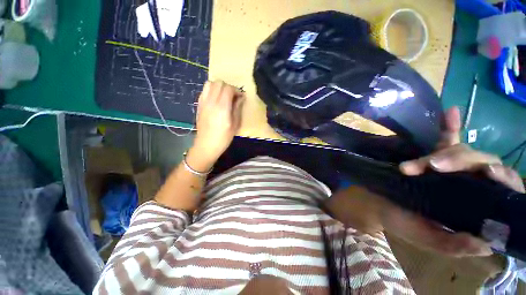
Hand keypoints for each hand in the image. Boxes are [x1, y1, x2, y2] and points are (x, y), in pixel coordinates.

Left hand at [189, 81, 244, 170]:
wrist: (206, 145)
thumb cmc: (223, 137)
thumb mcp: (235, 124)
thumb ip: (238, 108)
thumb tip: (240, 98)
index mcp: (222, 107)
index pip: (228, 88)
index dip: (236, 90)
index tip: (241, 97)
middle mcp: (211, 101)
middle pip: (219, 83)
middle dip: (228, 87)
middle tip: (233, 96)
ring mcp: (203, 102)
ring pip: (210, 83)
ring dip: (219, 87)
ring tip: (224, 96)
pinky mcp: (199, 105)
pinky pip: (204, 90)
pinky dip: (211, 90)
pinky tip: (216, 100)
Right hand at [382, 107, 524, 256]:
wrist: (375, 202)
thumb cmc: (399, 221)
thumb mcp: (425, 238)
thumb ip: (452, 245)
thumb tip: (486, 243)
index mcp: (473, 210)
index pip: (503, 192)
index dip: (503, 180)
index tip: (488, 175)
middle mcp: (469, 187)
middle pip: (484, 166)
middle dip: (463, 162)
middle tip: (433, 166)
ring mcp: (451, 170)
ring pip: (463, 153)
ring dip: (445, 153)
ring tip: (421, 164)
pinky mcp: (432, 159)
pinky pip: (445, 139)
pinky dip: (449, 126)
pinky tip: (451, 112)